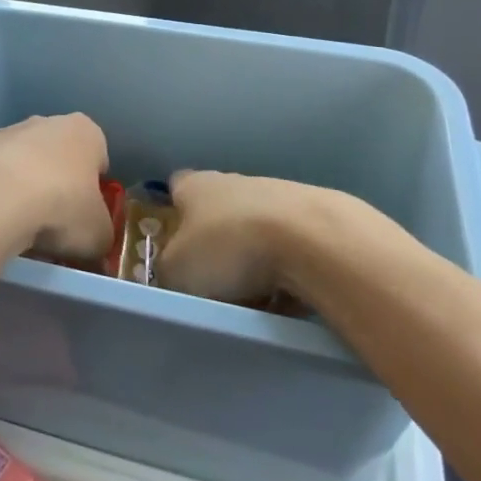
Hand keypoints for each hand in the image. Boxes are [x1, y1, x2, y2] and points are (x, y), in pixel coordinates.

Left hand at [0, 115, 112, 261]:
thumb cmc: (61, 207)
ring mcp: (5, 133)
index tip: (87, 215)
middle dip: (58, 185)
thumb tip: (94, 241)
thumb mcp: (99, 234)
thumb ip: (101, 233)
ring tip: (21, 226)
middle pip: (59, 156)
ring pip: (23, 164)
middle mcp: (46, 122)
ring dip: (24, 189)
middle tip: (55, 222)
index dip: (95, 188)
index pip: (98, 156)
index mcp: (85, 131)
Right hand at [158, 171, 333, 302]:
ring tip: (254, 299)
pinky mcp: (313, 217)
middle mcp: (233, 181)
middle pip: (216, 213)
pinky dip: (285, 271)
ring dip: (252, 261)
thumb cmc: (230, 247)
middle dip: (215, 246)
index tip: (173, 245)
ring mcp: (277, 195)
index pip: (175, 189)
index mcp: (195, 185)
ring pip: (253, 232)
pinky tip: (288, 297)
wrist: (314, 240)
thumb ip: (167, 270)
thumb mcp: (178, 270)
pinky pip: (288, 249)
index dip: (172, 214)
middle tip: (212, 284)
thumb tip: (172, 272)